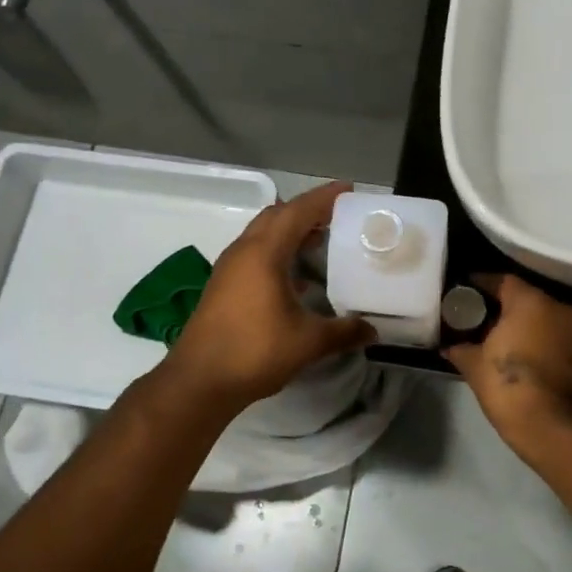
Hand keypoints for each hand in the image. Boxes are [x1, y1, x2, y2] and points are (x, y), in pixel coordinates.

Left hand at [164, 180, 376, 409]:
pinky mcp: (223, 286)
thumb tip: (373, 330)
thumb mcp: (308, 342)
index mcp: (264, 253)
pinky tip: (297, 277)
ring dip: (291, 230)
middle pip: (277, 216)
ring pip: (263, 234)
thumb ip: (343, 332)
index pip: (297, 211)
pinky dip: (278, 251)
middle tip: (339, 215)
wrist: (198, 382)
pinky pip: (255, 254)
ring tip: (322, 239)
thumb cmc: (254, 352)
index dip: (324, 197)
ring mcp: (229, 268)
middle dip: (307, 210)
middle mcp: (243, 251)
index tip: (349, 190)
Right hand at [444, 274, 571, 449]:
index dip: (479, 285)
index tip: (460, 294)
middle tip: (471, 318)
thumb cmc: (511, 387)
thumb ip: (460, 349)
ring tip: (489, 339)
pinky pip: (549, 337)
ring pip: (538, 318)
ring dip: (517, 325)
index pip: (501, 280)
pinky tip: (512, 356)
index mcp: (531, 302)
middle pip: (522, 298)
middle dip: (497, 307)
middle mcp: (556, 309)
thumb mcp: (475, 366)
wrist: (556, 430)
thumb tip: (449, 346)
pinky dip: (532, 341)